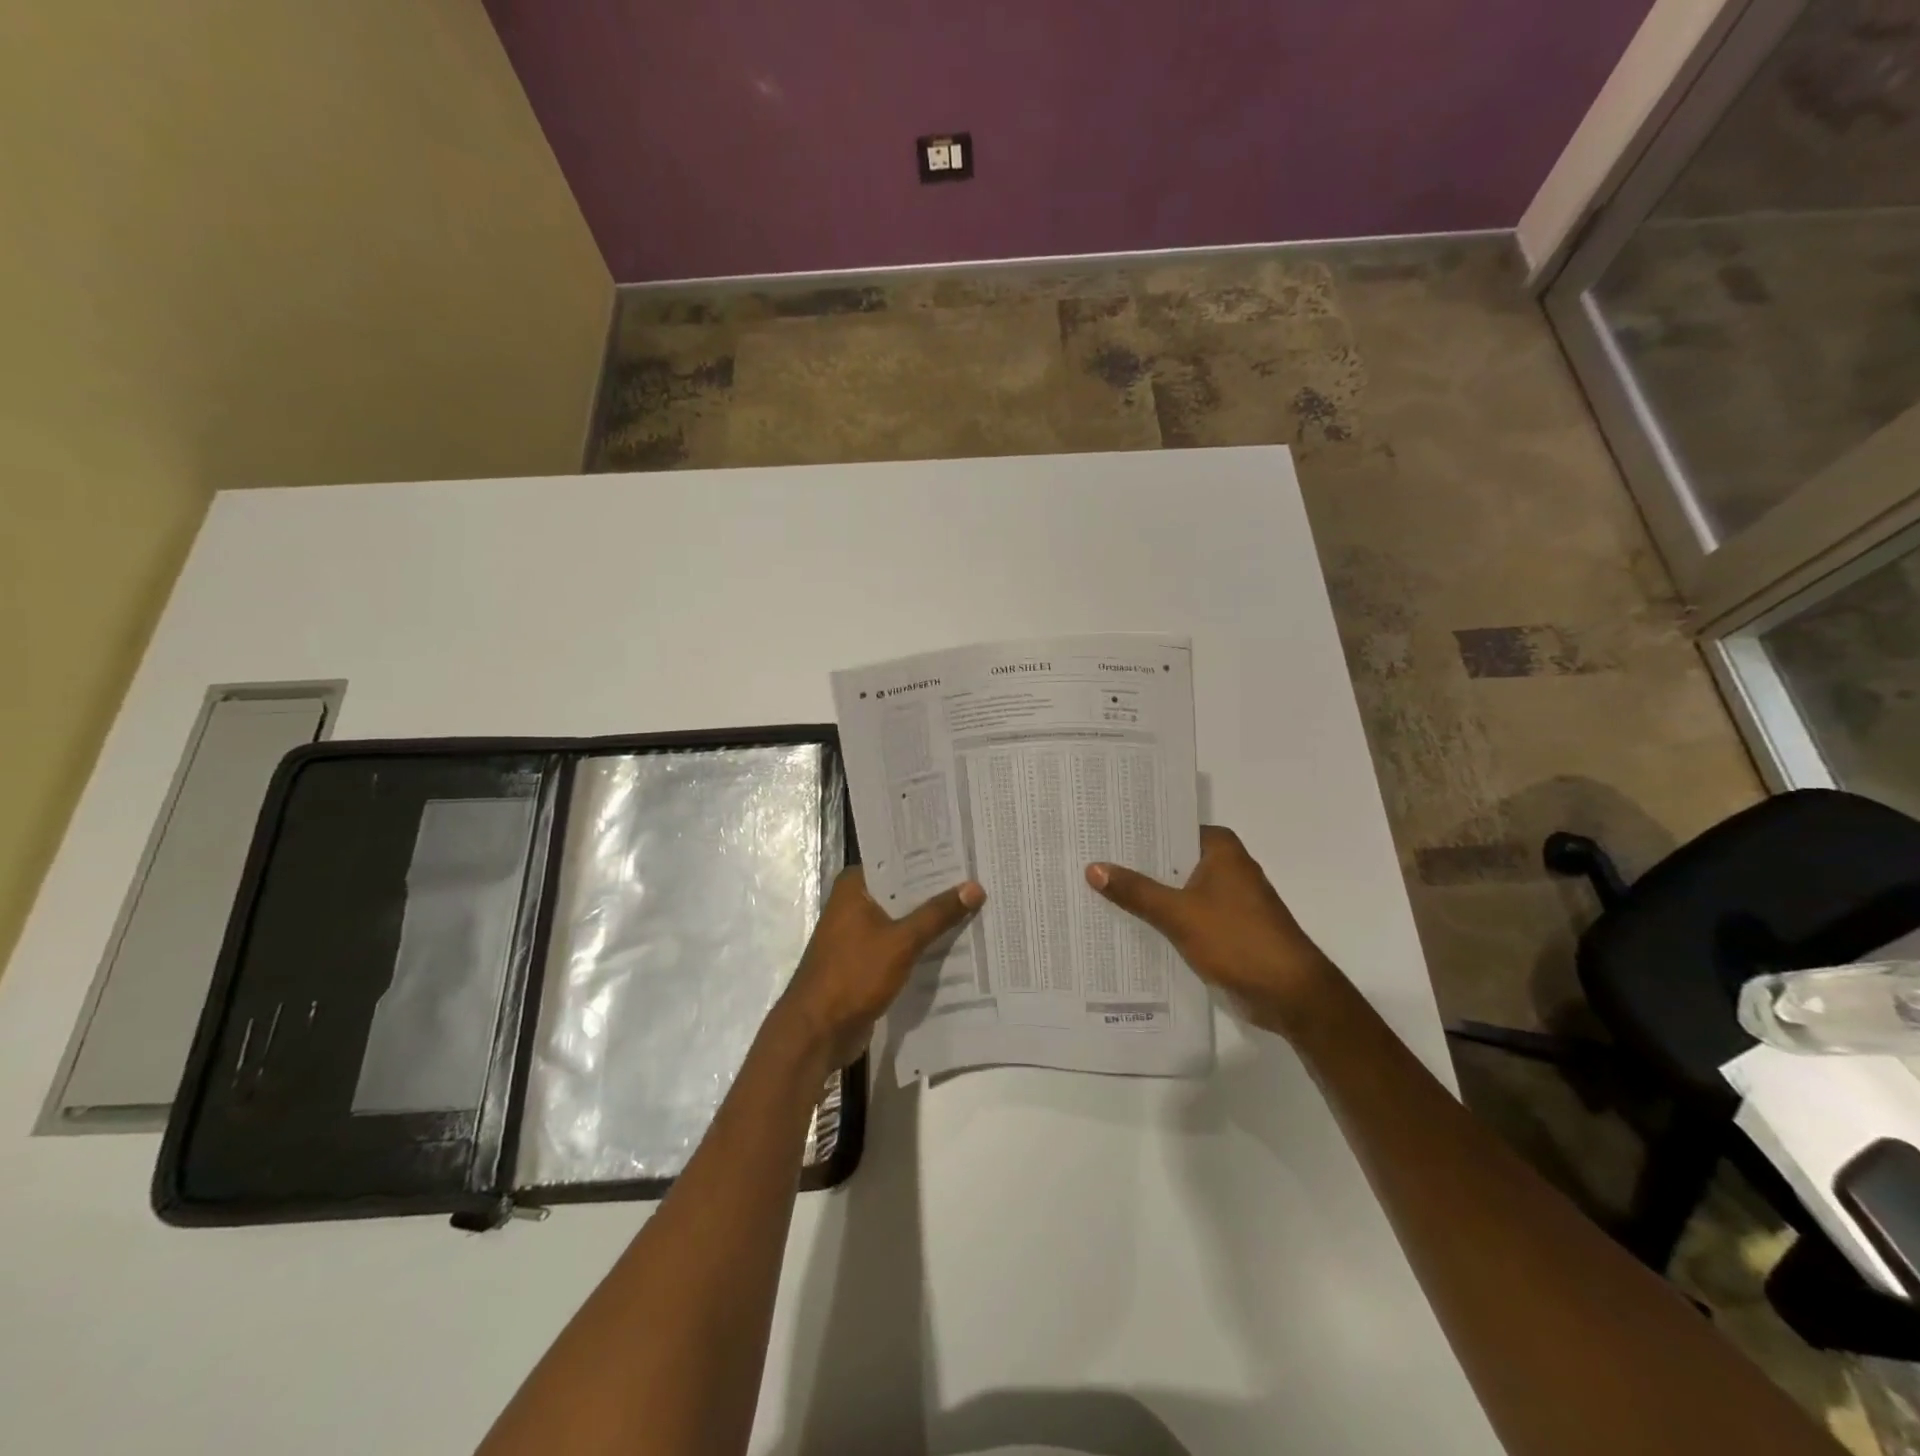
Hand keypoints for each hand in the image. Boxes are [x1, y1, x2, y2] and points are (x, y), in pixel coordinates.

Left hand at [776, 868, 984, 1070]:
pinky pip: (900, 943)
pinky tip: (955, 942)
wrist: (817, 1032)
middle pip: (903, 889)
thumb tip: (975, 887)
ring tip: (976, 906)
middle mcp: (854, 903)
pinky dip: (921, 943)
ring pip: (903, 918)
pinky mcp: (866, 960)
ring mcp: (859, 933)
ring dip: (931, 918)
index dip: (931, 857)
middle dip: (937, 889)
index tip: (965, 850)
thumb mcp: (902, 941)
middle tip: (980, 878)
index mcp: (854, 886)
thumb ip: (938, 914)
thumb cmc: (853, 975)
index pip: (898, 859)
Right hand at [1086, 825, 1342, 1037]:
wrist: (1290, 994)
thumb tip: (1093, 868)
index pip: (1168, 828)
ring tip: (1094, 888)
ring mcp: (1225, 898)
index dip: (1134, 831)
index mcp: (1220, 848)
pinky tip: (1124, 922)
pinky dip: (1160, 917)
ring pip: (1174, 888)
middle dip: (1133, 864)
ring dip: (1145, 893)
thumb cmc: (1238, 940)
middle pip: (1169, 859)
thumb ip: (1136, 891)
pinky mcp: (1223, 926)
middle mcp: (1224, 865)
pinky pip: (1183, 913)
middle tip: (1085, 858)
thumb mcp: (1179, 913)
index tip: (1097, 831)